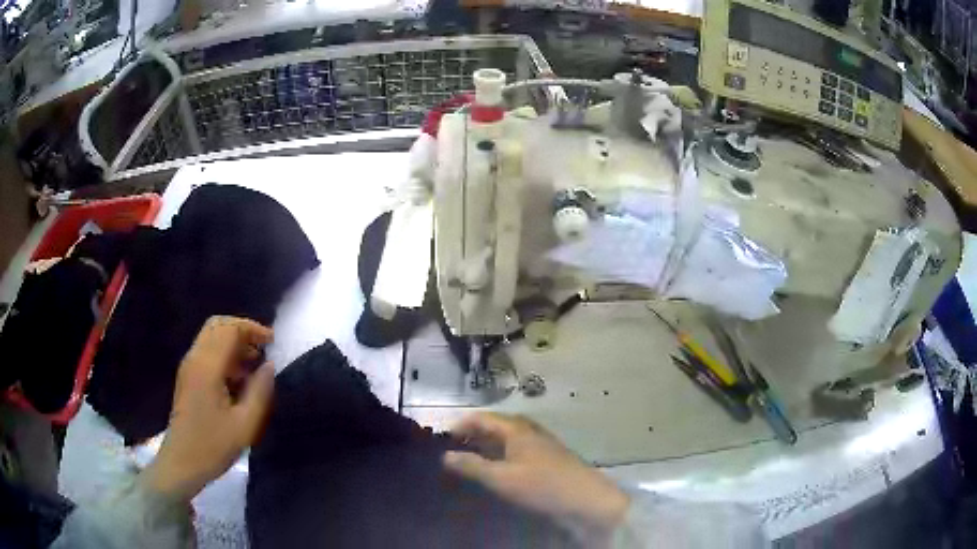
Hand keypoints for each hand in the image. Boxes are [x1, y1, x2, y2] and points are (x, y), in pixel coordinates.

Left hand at [143, 316, 274, 501]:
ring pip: (211, 337)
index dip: (253, 329)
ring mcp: (189, 367)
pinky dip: (224, 354)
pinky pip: (207, 352)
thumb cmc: (214, 446)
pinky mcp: (187, 377)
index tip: (273, 341)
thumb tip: (269, 365)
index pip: (230, 329)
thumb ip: (260, 391)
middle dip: (242, 330)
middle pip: (217, 325)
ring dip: (233, 342)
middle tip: (263, 347)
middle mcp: (195, 359)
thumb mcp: (245, 425)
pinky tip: (238, 378)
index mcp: (207, 367)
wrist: (182, 463)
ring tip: (254, 364)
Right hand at [444, 413, 629, 539]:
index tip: (442, 439)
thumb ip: (472, 466)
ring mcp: (541, 444)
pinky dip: (501, 456)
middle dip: (473, 434)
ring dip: (487, 446)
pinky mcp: (548, 460)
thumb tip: (445, 456)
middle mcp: (529, 431)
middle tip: (452, 449)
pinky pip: (517, 451)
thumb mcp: (501, 478)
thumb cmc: (542, 486)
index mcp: (517, 428)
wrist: (586, 499)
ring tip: (469, 460)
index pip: (482, 418)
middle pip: (496, 426)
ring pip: (507, 439)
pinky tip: (496, 470)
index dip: (461, 425)